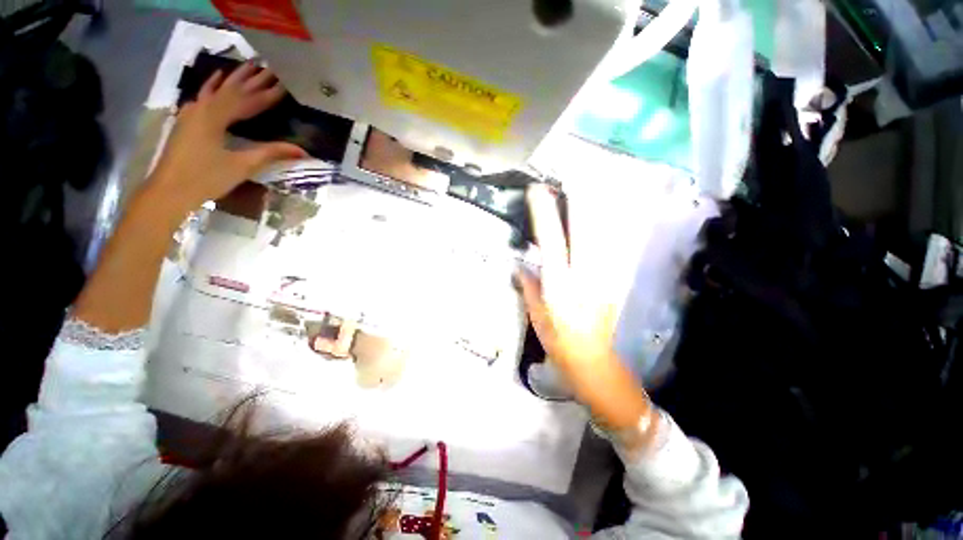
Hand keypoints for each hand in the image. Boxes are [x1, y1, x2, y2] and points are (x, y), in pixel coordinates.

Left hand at [148, 62, 306, 216]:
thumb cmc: (206, 178)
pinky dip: (213, 86)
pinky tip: (217, 77)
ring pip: (218, 90)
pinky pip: (204, 96)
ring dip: (235, 79)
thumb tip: (301, 151)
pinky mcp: (188, 120)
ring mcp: (192, 112)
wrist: (169, 190)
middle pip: (232, 90)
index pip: (249, 101)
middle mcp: (203, 107)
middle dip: (253, 80)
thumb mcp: (242, 166)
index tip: (285, 83)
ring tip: (250, 65)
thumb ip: (271, 153)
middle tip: (270, 68)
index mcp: (215, 116)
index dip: (268, 94)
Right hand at [518, 185, 620, 372]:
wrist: (592, 358)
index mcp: (558, 283)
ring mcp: (602, 275)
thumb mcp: (535, 314)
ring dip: (592, 209)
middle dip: (576, 201)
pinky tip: (601, 217)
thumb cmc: (557, 339)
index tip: (537, 191)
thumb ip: (529, 285)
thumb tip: (522, 264)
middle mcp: (583, 274)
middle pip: (584, 229)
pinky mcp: (613, 279)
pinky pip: (609, 246)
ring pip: (601, 233)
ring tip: (585, 188)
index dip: (543, 213)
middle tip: (568, 179)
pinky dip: (604, 228)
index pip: (550, 240)